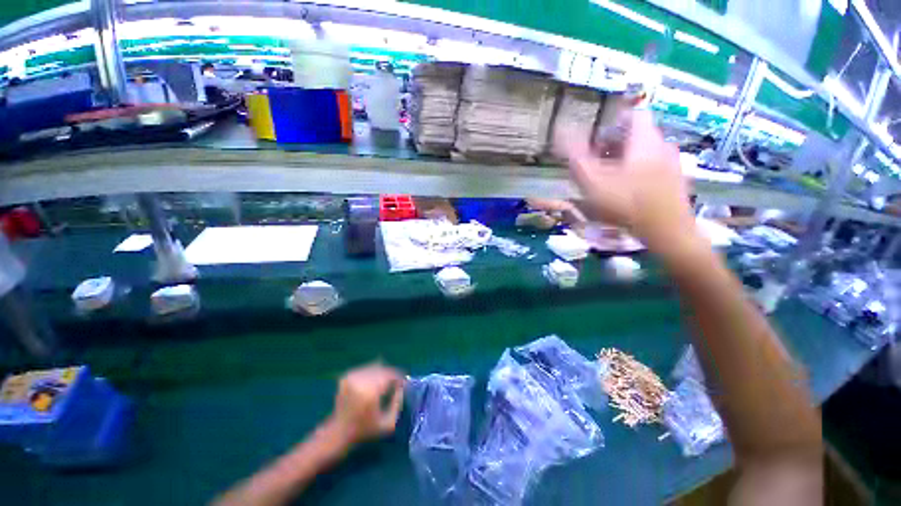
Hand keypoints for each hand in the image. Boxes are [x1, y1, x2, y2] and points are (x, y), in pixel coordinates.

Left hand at [327, 364, 404, 447]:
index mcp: (371, 392)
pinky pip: (365, 369)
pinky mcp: (347, 376)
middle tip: (395, 383)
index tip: (403, 383)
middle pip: (383, 369)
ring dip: (381, 373)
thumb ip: (397, 404)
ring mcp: (352, 377)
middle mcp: (361, 381)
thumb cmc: (365, 430)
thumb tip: (401, 388)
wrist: (338, 432)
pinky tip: (371, 384)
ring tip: (384, 384)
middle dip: (390, 375)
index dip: (399, 377)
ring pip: (374, 367)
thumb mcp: (387, 424)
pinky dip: (371, 374)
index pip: (390, 375)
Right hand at [557, 110, 695, 249]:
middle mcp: (663, 144)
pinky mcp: (675, 178)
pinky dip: (637, 169)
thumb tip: (561, 131)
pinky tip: (626, 188)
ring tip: (608, 176)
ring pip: (645, 149)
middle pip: (637, 132)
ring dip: (625, 157)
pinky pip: (653, 164)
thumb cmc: (627, 204)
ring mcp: (672, 162)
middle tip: (596, 159)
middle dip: (614, 142)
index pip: (633, 111)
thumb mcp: (593, 182)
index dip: (613, 119)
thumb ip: (576, 157)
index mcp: (644, 139)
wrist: (667, 232)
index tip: (596, 135)